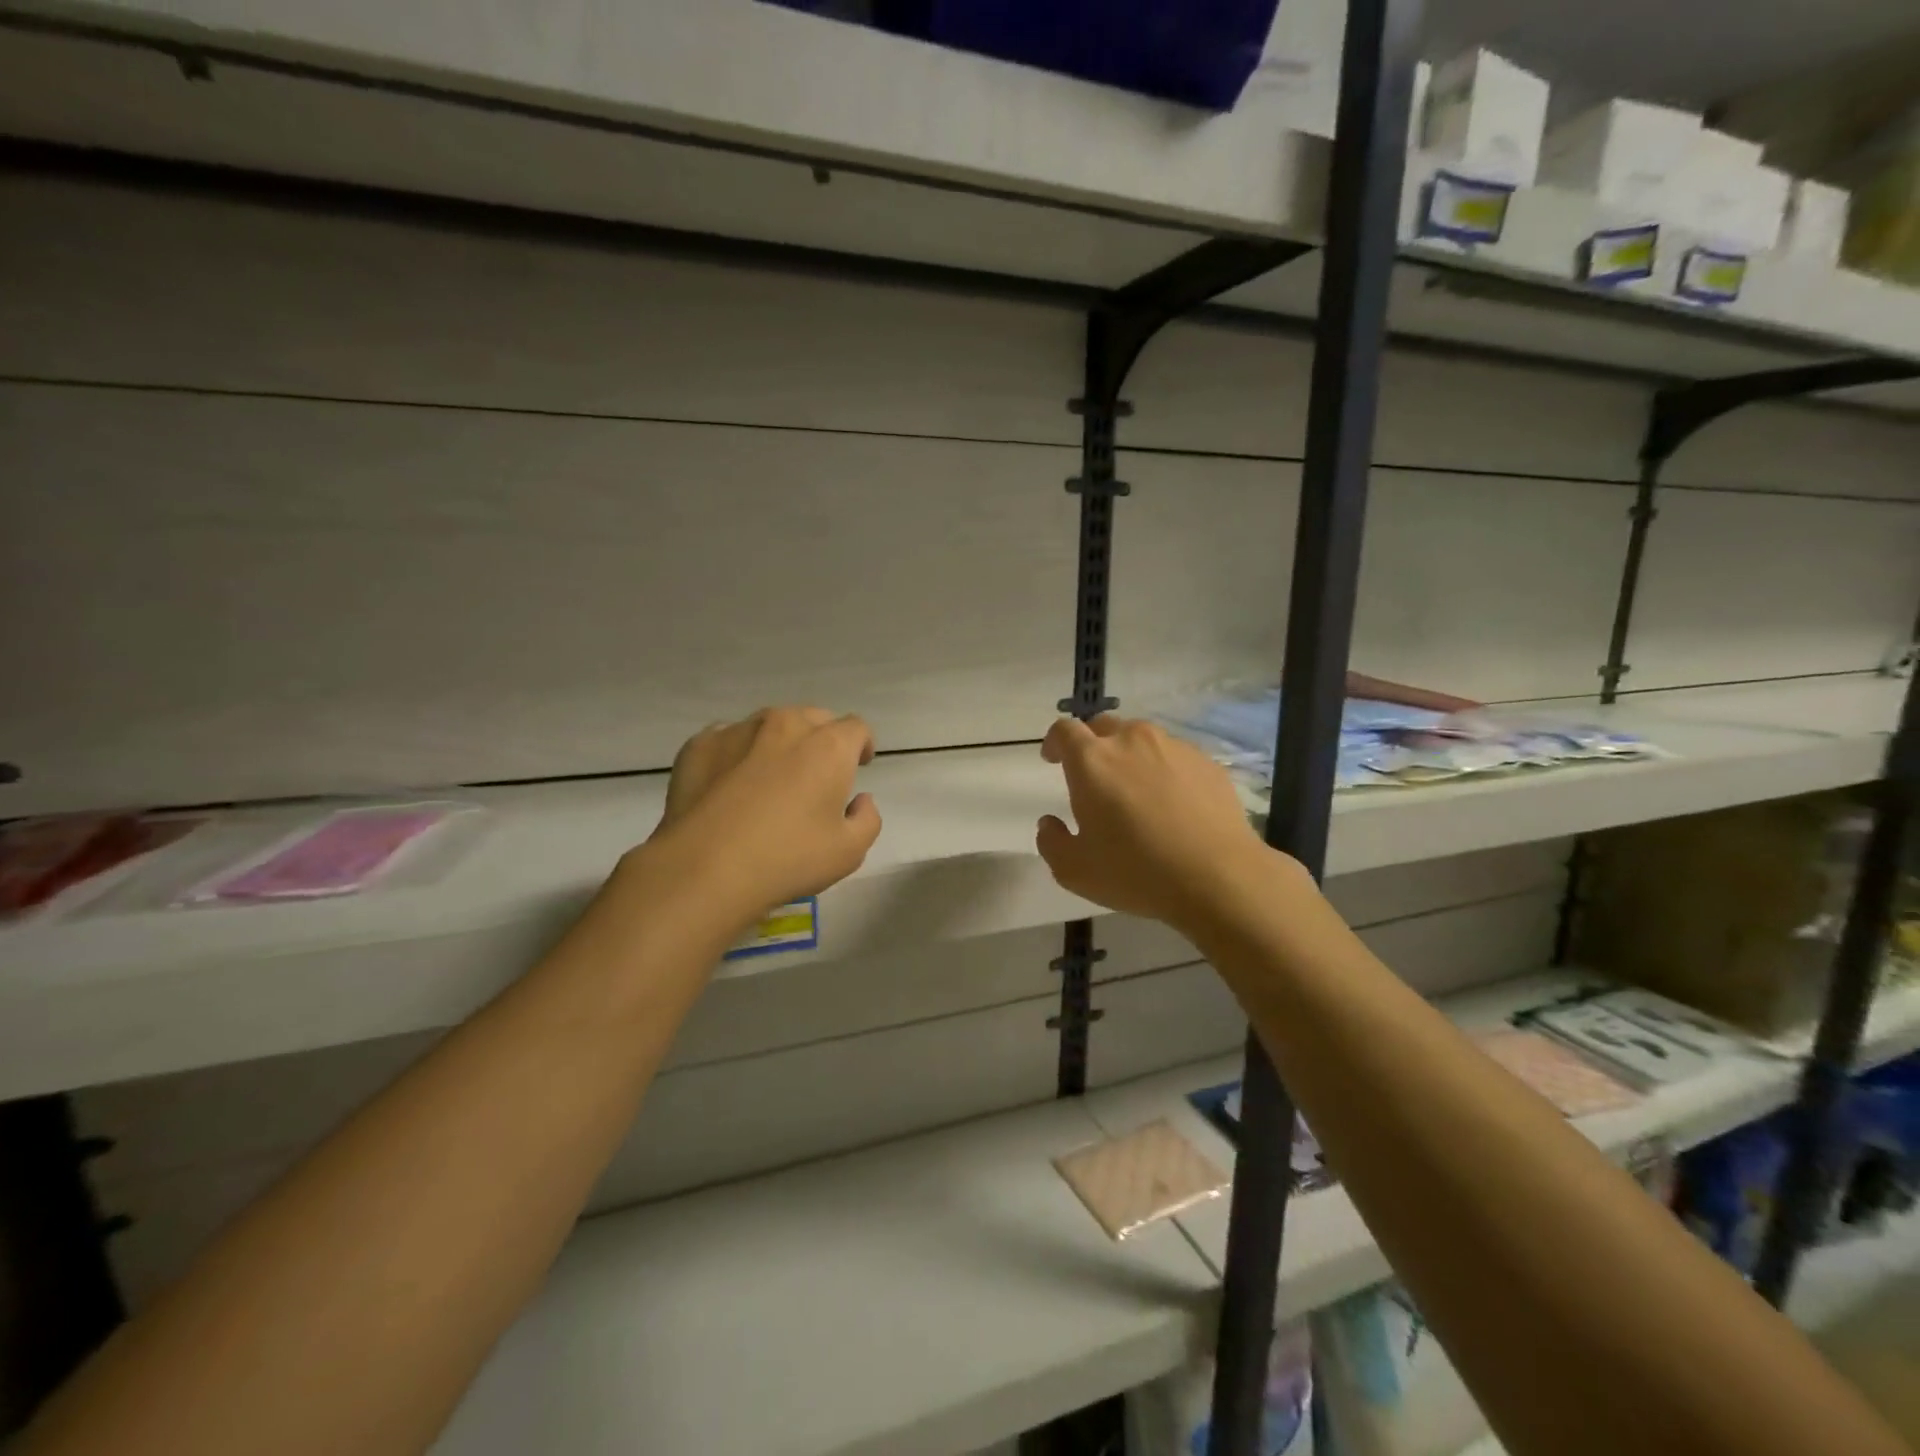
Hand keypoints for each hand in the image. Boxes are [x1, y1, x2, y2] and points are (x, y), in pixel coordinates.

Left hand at [645, 707, 882, 917]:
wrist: (704, 867)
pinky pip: (729, 740)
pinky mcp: (700, 744)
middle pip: (814, 718)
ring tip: (768, 779)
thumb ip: (867, 819)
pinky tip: (729, 786)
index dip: (861, 745)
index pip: (856, 728)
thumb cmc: (787, 858)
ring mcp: (739, 730)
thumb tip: (861, 800)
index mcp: (828, 746)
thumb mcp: (849, 852)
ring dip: (778, 744)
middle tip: (815, 775)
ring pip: (769, 726)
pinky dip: (737, 755)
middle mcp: (786, 725)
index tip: (859, 765)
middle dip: (821, 740)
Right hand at [1036, 715, 1271, 930]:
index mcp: (1093, 760)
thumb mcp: (1074, 870)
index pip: (1065, 730)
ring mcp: (1173, 747)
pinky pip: (1175, 756)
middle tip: (1093, 776)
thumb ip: (1051, 842)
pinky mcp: (1206, 762)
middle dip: (1092, 744)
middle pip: (1103, 726)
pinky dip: (1164, 770)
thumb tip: (1049, 823)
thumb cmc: (1136, 871)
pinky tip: (1172, 804)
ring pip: (1142, 739)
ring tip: (1136, 790)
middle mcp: (1131, 741)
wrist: (1218, 876)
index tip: (1052, 759)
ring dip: (1130, 755)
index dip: (1054, 742)